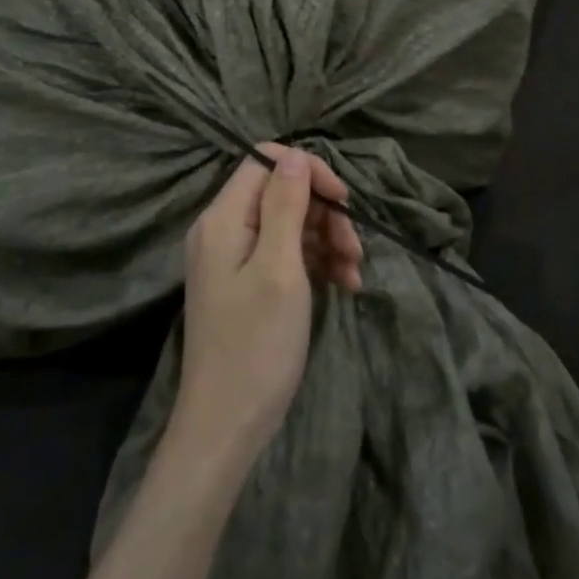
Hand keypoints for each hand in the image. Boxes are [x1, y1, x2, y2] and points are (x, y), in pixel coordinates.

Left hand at [173, 144, 363, 461]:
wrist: (226, 426)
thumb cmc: (256, 345)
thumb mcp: (279, 268)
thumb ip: (285, 205)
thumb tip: (294, 152)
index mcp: (223, 218)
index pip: (266, 162)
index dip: (308, 172)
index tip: (344, 201)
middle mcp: (224, 229)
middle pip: (281, 194)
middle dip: (325, 214)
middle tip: (355, 249)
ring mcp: (234, 259)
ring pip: (289, 225)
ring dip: (328, 241)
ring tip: (355, 275)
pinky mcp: (246, 284)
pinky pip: (285, 255)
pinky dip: (316, 263)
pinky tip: (344, 285)